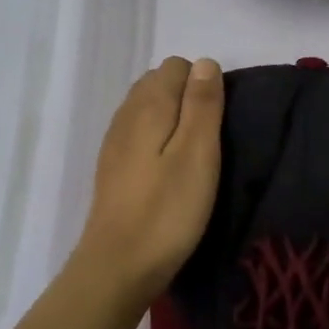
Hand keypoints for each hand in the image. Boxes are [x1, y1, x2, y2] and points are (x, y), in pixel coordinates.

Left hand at [72, 56, 224, 306]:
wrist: (118, 266)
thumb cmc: (167, 210)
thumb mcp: (198, 154)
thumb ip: (202, 104)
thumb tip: (205, 62)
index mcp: (148, 105)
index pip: (176, 66)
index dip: (202, 85)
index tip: (217, 123)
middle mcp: (126, 114)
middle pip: (158, 82)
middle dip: (187, 98)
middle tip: (208, 140)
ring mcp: (114, 142)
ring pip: (146, 108)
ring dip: (172, 118)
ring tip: (192, 155)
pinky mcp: (112, 167)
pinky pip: (137, 133)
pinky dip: (156, 138)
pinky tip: (168, 169)